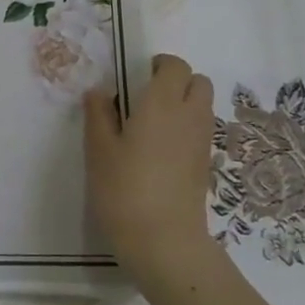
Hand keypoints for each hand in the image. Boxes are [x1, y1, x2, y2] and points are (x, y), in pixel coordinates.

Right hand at [83, 55, 215, 275]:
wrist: (162, 239)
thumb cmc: (123, 189)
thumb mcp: (98, 150)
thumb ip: (99, 115)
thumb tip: (99, 92)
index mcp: (162, 104)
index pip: (174, 66)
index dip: (158, 65)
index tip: (135, 78)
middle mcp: (189, 116)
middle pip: (198, 82)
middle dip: (176, 81)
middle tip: (145, 99)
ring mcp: (202, 142)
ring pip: (202, 106)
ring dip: (183, 105)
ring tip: (150, 126)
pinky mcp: (206, 165)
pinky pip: (200, 131)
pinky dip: (185, 129)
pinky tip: (160, 152)